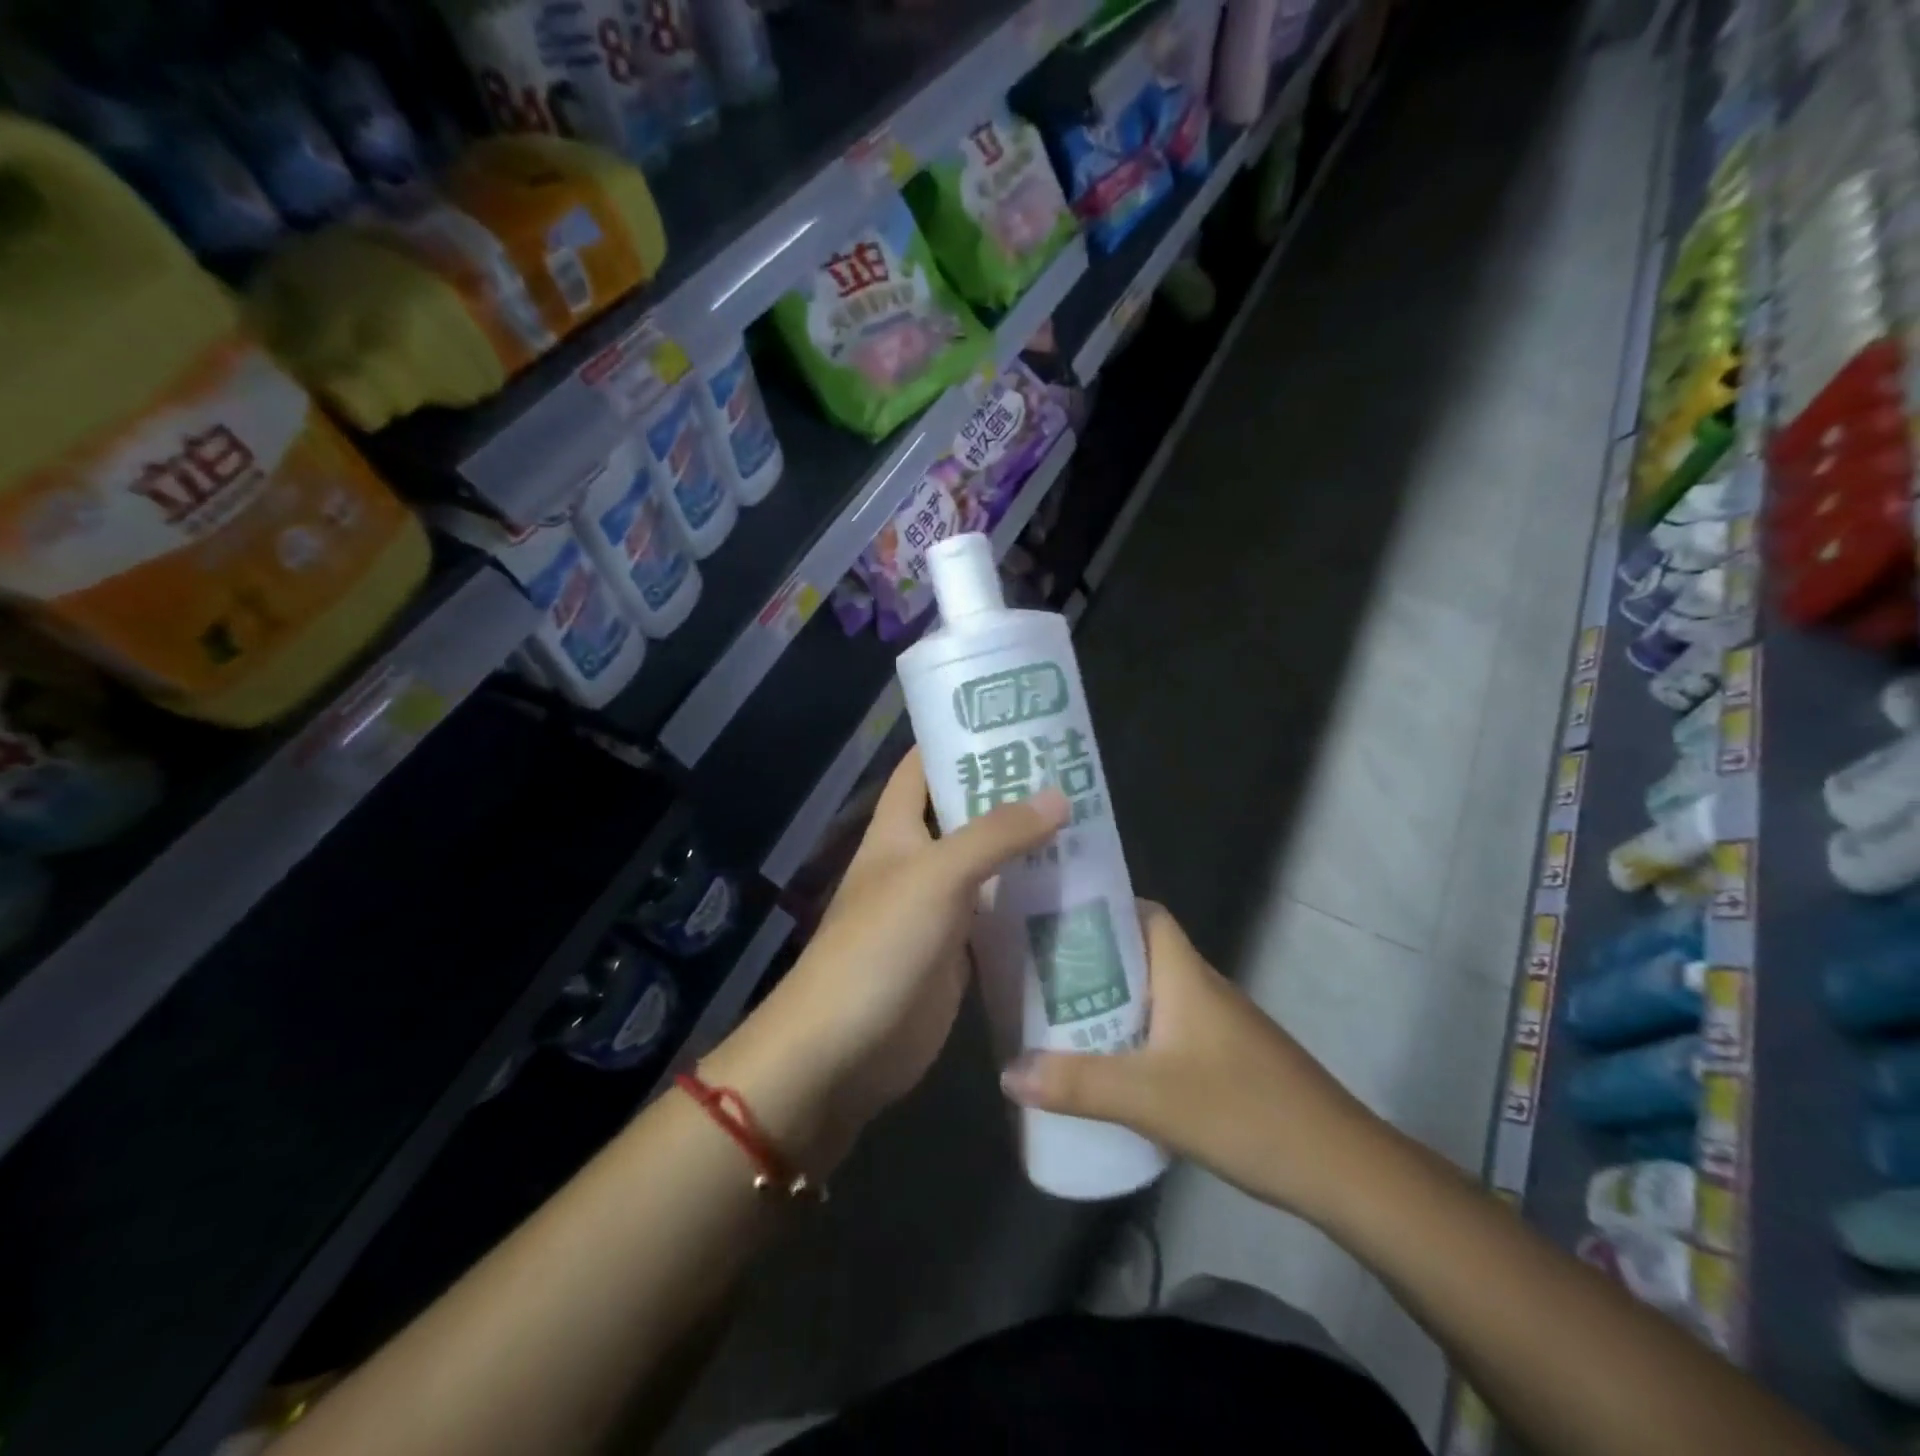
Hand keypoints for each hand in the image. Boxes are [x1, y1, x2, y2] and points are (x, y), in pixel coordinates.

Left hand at [710, 750, 1067, 1167]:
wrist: (844, 1051)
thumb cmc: (878, 947)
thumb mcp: (936, 877)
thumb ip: (995, 835)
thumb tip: (1059, 796)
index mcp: (898, 831)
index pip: (921, 768)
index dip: (957, 740)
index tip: (1010, 721)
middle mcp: (917, 863)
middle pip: (966, 816)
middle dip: (1011, 796)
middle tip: (1073, 776)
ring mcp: (939, 911)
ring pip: (989, 868)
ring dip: (1028, 852)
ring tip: (1090, 829)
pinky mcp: (958, 955)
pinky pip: (999, 919)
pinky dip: (1030, 907)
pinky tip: (1075, 897)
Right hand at [998, 901, 1394, 1226]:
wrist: (1341, 1168)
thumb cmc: (1245, 1110)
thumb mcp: (1150, 1098)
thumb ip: (1077, 1084)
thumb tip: (1006, 1071)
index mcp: (1185, 973)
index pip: (1145, 912)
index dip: (1103, 907)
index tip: (1055, 917)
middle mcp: (1200, 987)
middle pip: (1139, 953)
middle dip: (1092, 958)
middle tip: (1039, 971)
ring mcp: (1216, 1025)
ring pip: (1152, 994)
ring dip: (1109, 1000)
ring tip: (1057, 1014)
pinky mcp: (1224, 1059)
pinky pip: (1165, 1029)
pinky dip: (1132, 1035)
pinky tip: (1106, 1065)